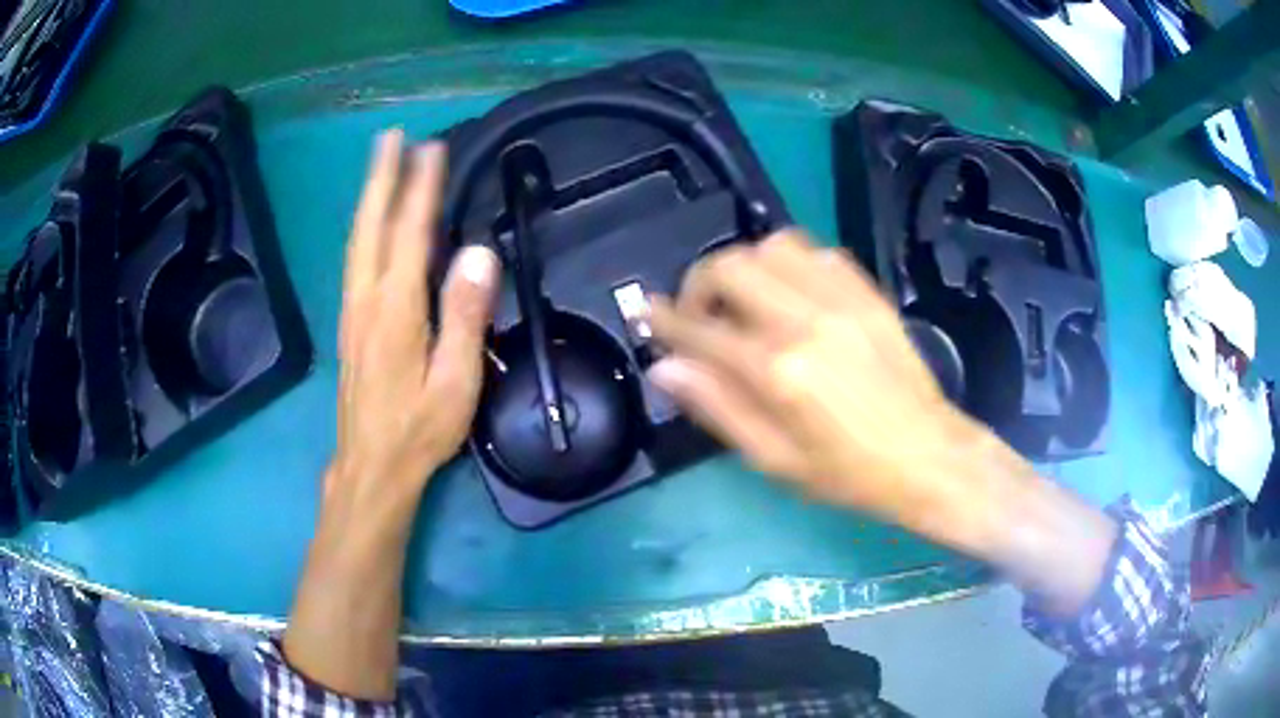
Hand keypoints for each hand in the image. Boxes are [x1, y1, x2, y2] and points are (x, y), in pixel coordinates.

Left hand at [329, 129, 498, 522]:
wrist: (371, 465)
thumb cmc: (419, 428)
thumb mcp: (455, 380)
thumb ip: (464, 315)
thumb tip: (478, 253)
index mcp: (395, 308)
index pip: (408, 233)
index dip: (419, 187)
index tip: (430, 148)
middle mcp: (366, 299)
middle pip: (371, 225)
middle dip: (381, 177)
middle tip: (391, 136)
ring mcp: (352, 310)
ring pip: (357, 239)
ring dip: (369, 196)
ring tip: (380, 163)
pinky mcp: (349, 322)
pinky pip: (355, 259)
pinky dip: (364, 226)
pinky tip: (370, 220)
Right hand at [649, 229, 1114, 613]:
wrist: (929, 457)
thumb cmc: (849, 474)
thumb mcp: (775, 459)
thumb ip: (717, 407)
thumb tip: (664, 368)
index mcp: (779, 371)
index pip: (701, 330)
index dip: (664, 320)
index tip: (646, 315)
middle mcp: (806, 320)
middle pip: (731, 266)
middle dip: (699, 283)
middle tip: (699, 315)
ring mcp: (842, 299)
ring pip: (772, 246)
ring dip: (745, 267)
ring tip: (743, 302)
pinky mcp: (868, 293)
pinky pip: (816, 252)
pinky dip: (788, 264)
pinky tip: (789, 294)